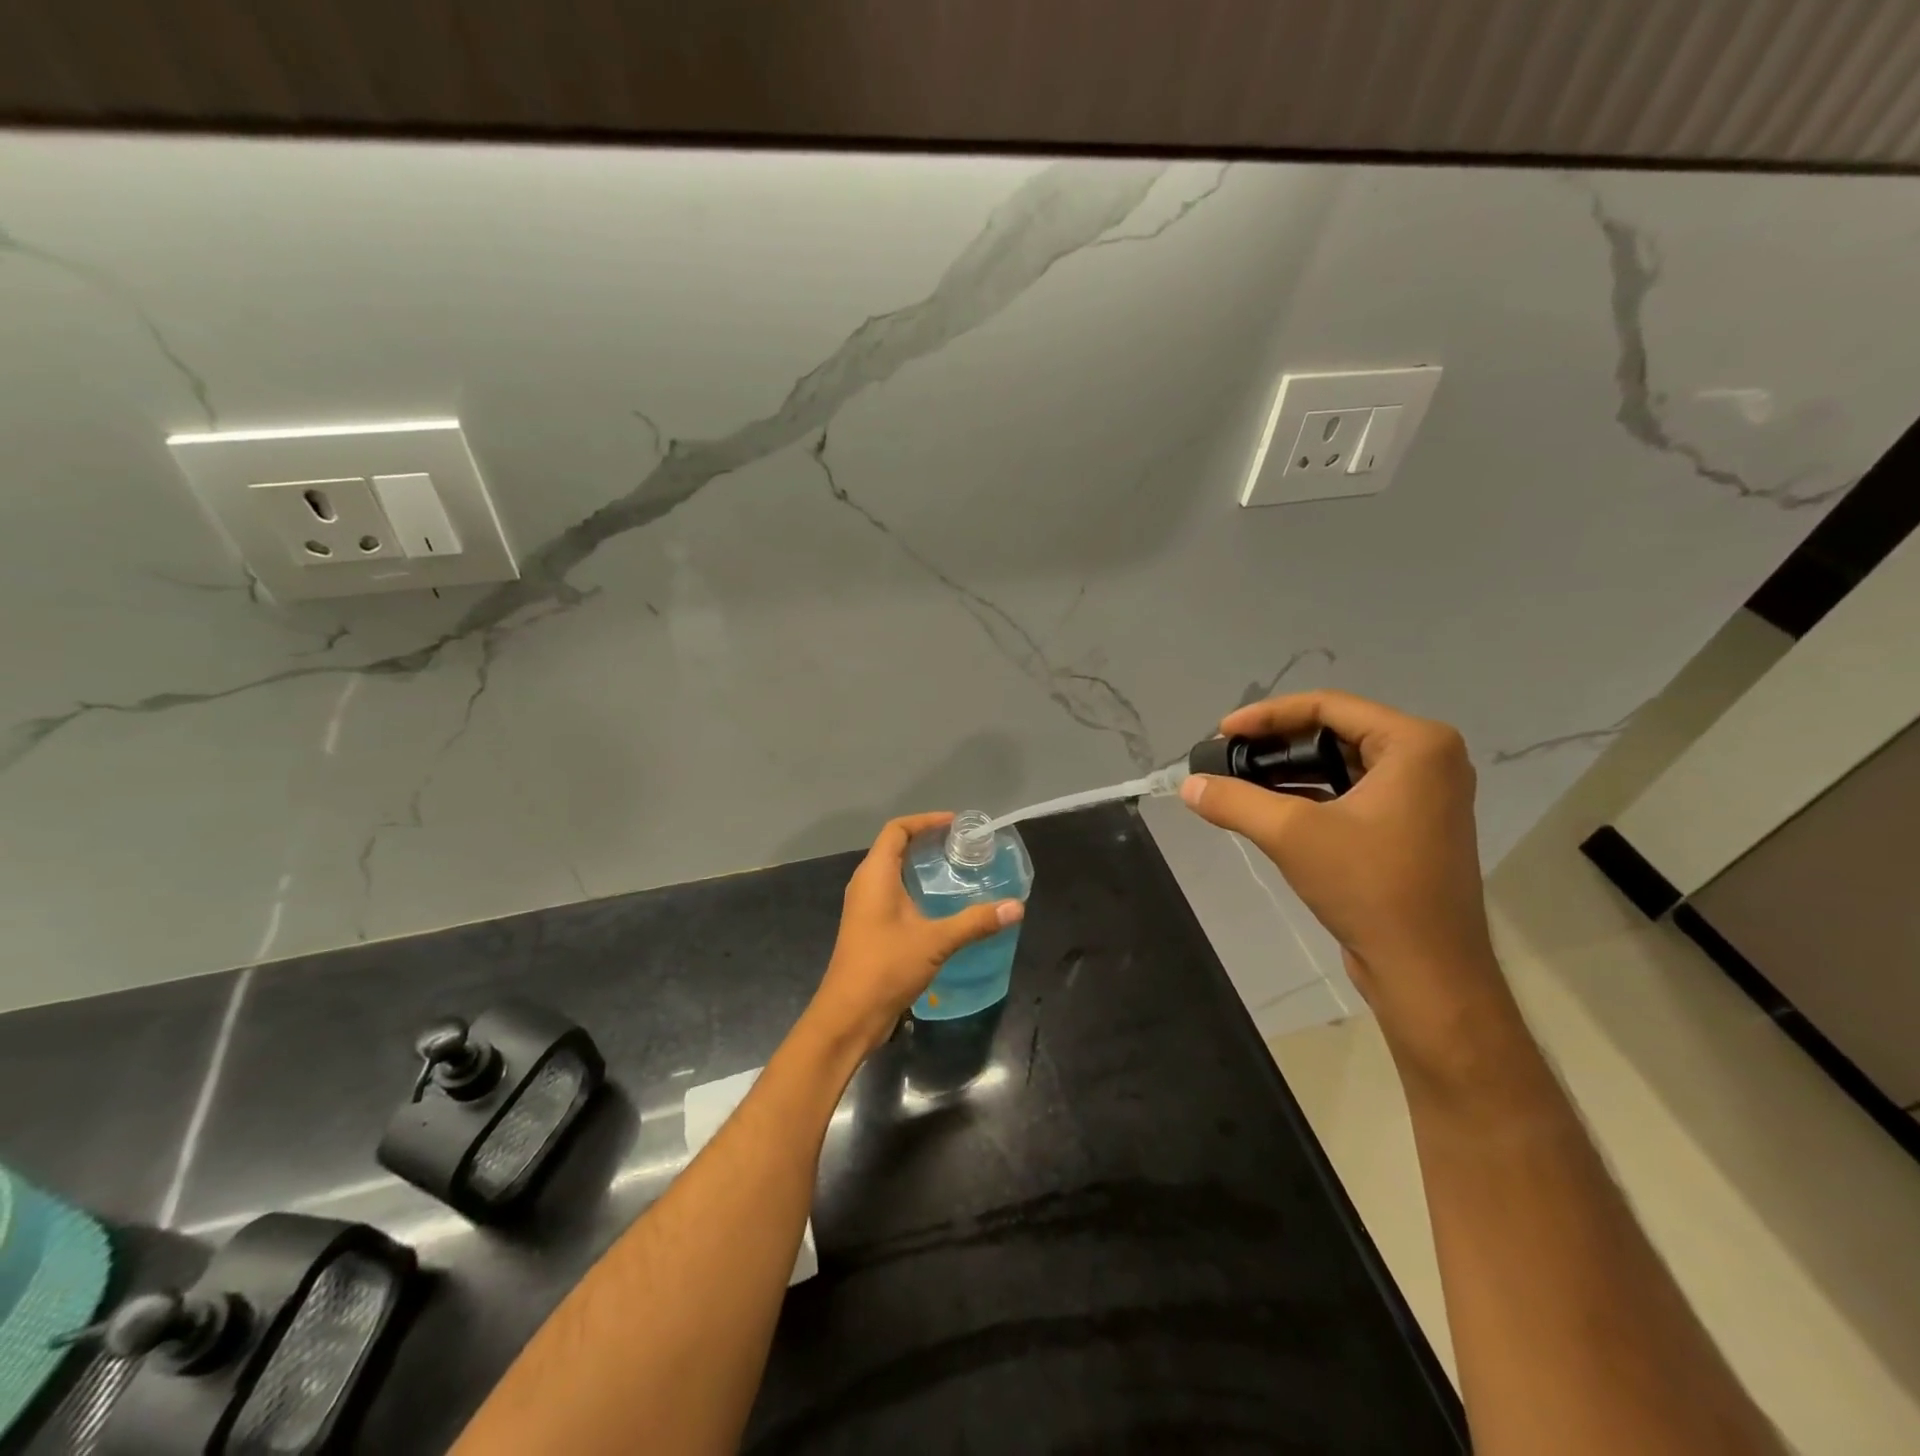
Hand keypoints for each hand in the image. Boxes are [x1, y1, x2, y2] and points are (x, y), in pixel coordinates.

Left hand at [805, 812, 1024, 1054]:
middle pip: (893, 847)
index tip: (954, 825)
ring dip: (919, 866)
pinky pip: (891, 893)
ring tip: (954, 870)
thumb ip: (975, 922)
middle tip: (960, 846)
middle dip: (925, 840)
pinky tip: (938, 905)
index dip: (924, 821)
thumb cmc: (886, 967)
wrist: (849, 1015)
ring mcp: (864, 907)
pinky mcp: (868, 927)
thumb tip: (1016, 907)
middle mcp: (865, 884)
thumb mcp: (936, 941)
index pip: (896, 830)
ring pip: (891, 872)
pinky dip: (913, 887)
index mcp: (875, 875)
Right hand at [1180, 691, 1520, 1077]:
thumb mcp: (1291, 834)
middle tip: (1228, 757)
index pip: (1328, 705)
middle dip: (1277, 743)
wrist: (1427, 971)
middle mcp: (1428, 760)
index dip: (1268, 715)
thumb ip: (1235, 801)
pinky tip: (1270, 808)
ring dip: (1290, 770)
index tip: (1222, 733)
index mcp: (1416, 744)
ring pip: (1342, 764)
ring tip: (1240, 781)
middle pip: (1336, 731)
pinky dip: (1311, 795)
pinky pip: (1353, 792)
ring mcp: (1424, 795)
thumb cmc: (1370, 887)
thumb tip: (1187, 785)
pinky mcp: (1412, 827)